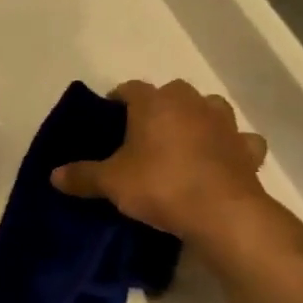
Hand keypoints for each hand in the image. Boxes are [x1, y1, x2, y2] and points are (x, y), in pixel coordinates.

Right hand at [50, 79, 270, 241]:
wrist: (223, 214)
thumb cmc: (160, 185)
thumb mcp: (111, 182)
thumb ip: (82, 176)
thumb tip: (53, 175)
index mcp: (154, 103)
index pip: (131, 88)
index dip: (118, 99)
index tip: (109, 115)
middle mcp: (191, 104)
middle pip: (173, 92)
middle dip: (159, 106)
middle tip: (143, 132)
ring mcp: (225, 125)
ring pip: (210, 108)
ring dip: (198, 118)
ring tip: (183, 141)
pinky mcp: (249, 150)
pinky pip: (240, 141)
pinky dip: (231, 146)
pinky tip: (220, 160)